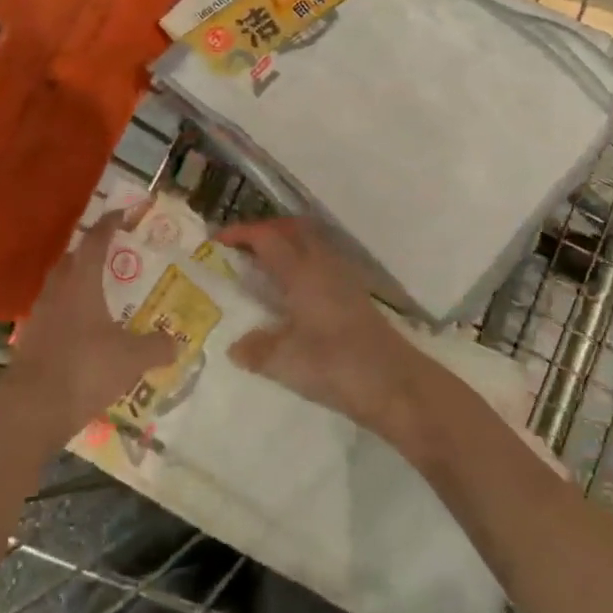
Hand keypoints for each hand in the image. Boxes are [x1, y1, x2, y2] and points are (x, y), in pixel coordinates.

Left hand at [4, 211, 176, 438]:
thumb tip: (176, 343)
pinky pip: (52, 314)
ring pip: (59, 287)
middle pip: (72, 260)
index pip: (95, 242)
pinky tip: (83, 331)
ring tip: (99, 293)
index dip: (109, 225)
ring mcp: (39, 316)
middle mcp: (57, 291)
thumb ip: (157, 347)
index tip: (122, 214)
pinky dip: (68, 313)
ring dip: (77, 283)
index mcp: (81, 283)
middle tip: (112, 255)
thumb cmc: (86, 369)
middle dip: (90, 253)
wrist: (32, 408)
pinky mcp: (30, 341)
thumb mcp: (132, 358)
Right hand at [217, 217, 423, 436]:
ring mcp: (344, 278)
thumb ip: (256, 350)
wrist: (394, 383)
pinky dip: (302, 263)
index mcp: (302, 272)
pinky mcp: (355, 294)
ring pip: (311, 243)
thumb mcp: (285, 362)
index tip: (218, 240)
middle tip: (242, 247)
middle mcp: (323, 265)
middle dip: (266, 230)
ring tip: (264, 267)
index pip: (267, 238)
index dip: (241, 234)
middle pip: (293, 229)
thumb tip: (235, 346)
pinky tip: (294, 293)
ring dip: (287, 244)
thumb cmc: (335, 365)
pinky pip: (322, 262)